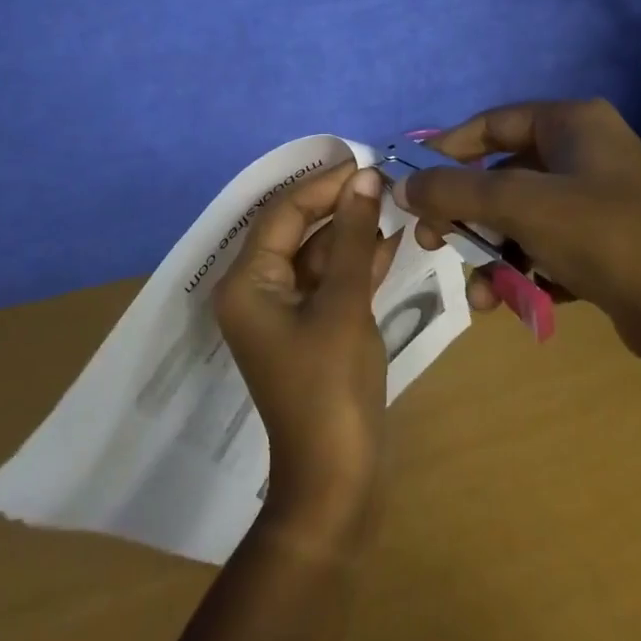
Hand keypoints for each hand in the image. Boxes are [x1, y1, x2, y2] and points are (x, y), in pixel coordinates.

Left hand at [213, 161, 401, 551]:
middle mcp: (256, 291)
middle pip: (297, 231)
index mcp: (247, 283)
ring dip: (352, 232)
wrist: (336, 478)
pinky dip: (357, 263)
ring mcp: (284, 312)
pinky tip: (390, 241)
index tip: (364, 162)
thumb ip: (353, 236)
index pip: (283, 213)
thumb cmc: (332, 387)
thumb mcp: (344, 303)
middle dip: (338, 205)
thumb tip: (366, 178)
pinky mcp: (309, 329)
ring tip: (393, 204)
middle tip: (383, 181)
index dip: (323, 184)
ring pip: (317, 256)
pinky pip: (329, 283)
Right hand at [403, 99, 640, 359]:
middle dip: (466, 214)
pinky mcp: (604, 240)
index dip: (446, 150)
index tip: (413, 183)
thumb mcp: (520, 206)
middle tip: (434, 242)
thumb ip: (454, 191)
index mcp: (573, 122)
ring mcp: (597, 197)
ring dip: (492, 253)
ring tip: (479, 293)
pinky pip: (546, 245)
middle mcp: (586, 151)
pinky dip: (524, 269)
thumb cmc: (603, 236)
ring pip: (521, 217)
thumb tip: (403, 185)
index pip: (491, 124)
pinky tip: (510, 302)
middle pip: (502, 175)